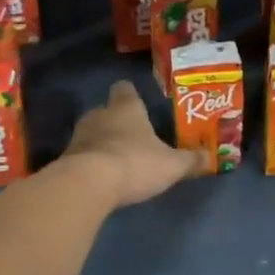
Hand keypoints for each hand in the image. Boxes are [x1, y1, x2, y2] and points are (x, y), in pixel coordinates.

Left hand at [62, 80, 204, 207]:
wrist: (87, 185)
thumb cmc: (135, 163)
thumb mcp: (171, 165)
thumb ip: (189, 161)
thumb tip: (209, 157)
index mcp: (126, 108)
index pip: (124, 89)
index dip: (130, 94)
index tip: (137, 101)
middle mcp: (100, 115)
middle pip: (106, 110)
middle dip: (116, 121)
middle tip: (131, 135)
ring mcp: (78, 136)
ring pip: (91, 132)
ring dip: (101, 142)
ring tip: (116, 158)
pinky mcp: (65, 159)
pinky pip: (80, 155)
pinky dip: (89, 162)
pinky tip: (100, 177)